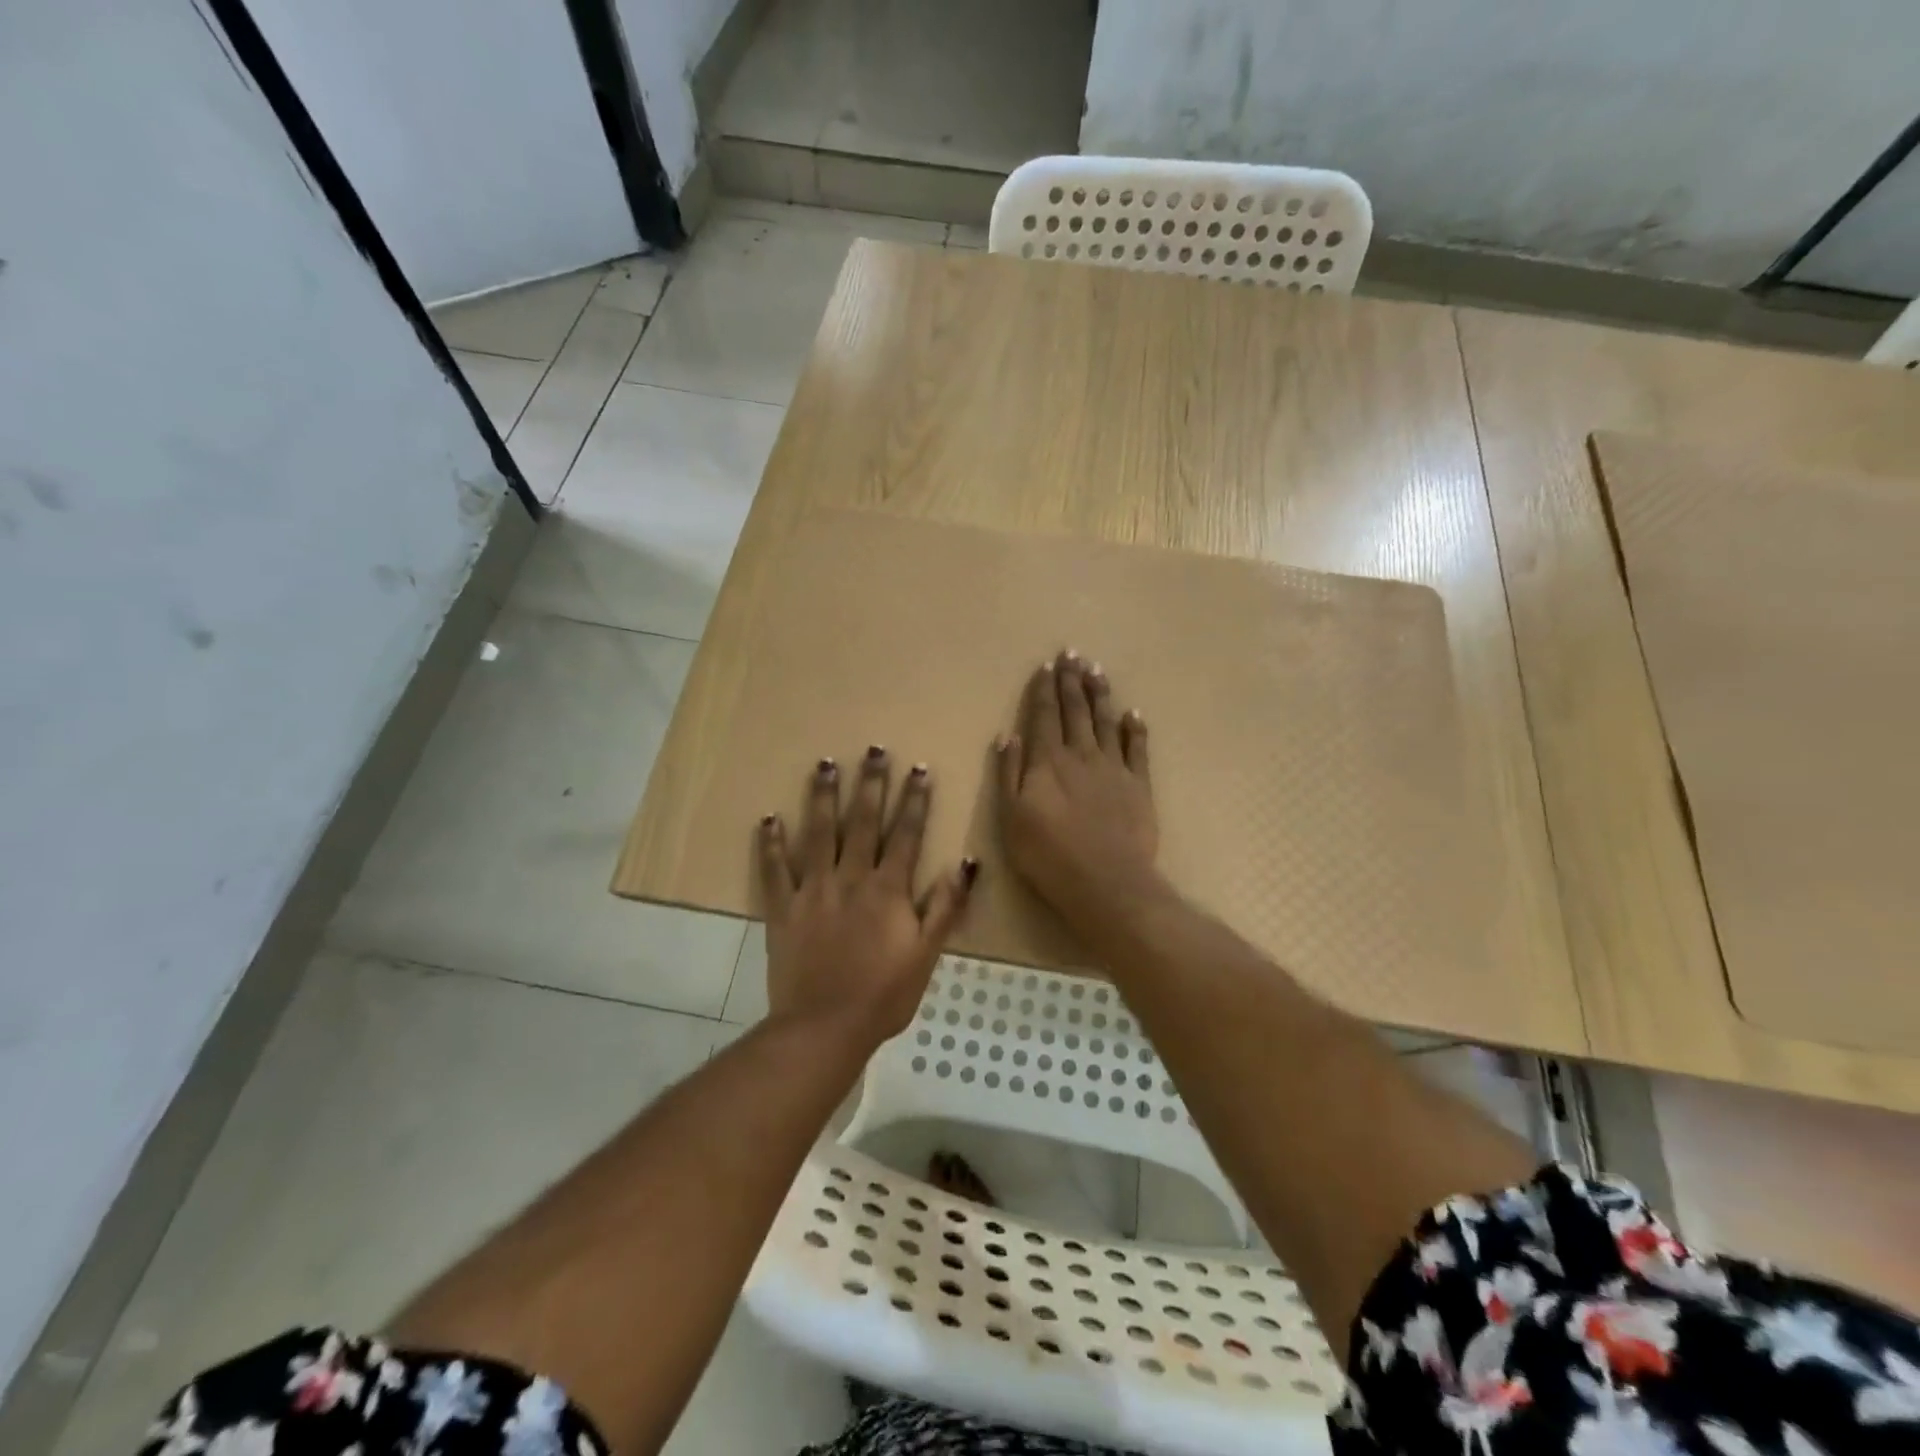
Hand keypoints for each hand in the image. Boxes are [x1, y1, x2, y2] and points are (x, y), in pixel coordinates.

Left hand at [758, 748, 975, 1046]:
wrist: (824, 1028)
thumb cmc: (884, 994)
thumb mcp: (927, 954)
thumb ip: (946, 906)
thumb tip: (965, 861)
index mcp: (888, 889)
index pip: (905, 834)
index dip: (914, 800)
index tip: (918, 768)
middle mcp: (851, 878)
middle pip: (862, 822)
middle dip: (870, 783)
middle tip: (873, 748)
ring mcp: (813, 890)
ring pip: (818, 833)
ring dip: (823, 797)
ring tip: (825, 764)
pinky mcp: (783, 908)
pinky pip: (775, 870)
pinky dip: (771, 843)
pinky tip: (768, 817)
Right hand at [995, 651, 1159, 934]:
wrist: (1105, 881)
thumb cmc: (1048, 854)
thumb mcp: (1011, 817)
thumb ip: (1010, 773)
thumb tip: (1009, 735)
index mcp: (1047, 762)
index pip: (1043, 716)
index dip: (1043, 690)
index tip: (1046, 665)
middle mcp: (1080, 755)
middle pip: (1074, 711)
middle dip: (1071, 681)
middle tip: (1071, 653)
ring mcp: (1113, 768)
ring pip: (1105, 721)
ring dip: (1099, 694)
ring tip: (1096, 670)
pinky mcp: (1139, 785)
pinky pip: (1137, 748)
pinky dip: (1135, 728)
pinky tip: (1132, 713)